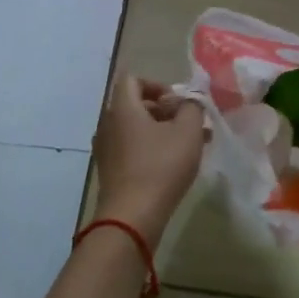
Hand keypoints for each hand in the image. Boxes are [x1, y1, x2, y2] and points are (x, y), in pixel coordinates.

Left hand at [91, 76, 205, 245]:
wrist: (132, 217)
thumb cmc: (161, 166)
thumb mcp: (188, 131)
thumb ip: (192, 107)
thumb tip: (189, 99)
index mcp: (122, 108)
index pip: (132, 80)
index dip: (157, 85)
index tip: (177, 102)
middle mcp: (108, 124)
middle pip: (135, 105)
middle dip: (166, 111)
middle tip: (190, 124)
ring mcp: (106, 149)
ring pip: (136, 129)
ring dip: (162, 132)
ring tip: (191, 147)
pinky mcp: (109, 171)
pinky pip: (131, 149)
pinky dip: (151, 149)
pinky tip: (174, 165)